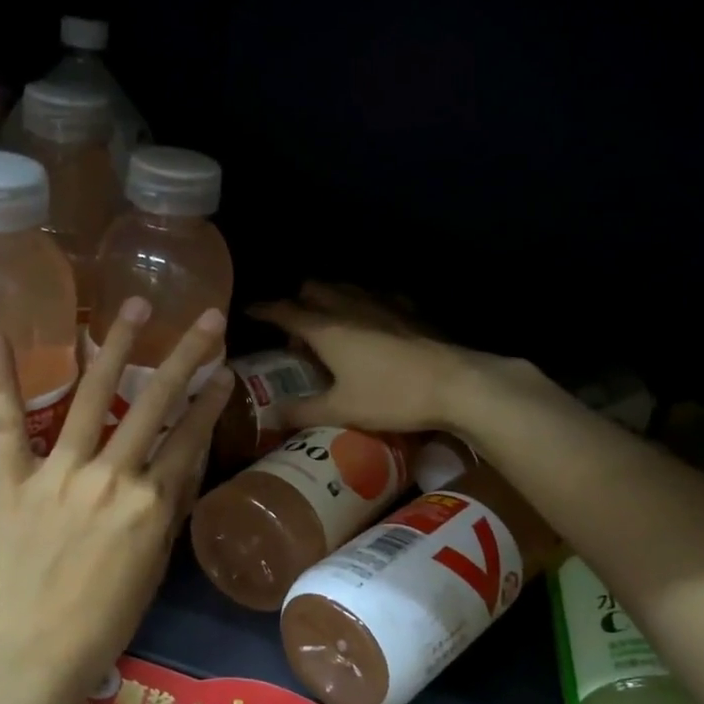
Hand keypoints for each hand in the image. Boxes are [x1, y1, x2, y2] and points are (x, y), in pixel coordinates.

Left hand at [0, 298, 232, 703]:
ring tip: (134, 306)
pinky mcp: (15, 479)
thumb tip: (181, 460)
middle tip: (207, 319)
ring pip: (93, 397)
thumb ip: (168, 506)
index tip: (225, 369)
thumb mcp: (156, 563)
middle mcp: (112, 476)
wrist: (39, 649)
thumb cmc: (109, 616)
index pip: (189, 436)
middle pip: (155, 402)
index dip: (212, 399)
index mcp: (151, 503)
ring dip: (115, 347)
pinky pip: (9, 423)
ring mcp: (60, 472)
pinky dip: (2, 379)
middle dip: (186, 355)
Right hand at [250, 282, 508, 435]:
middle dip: (298, 302)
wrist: (455, 384)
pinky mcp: (409, 309)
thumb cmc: (391, 397)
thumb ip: (302, 411)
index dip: (263, 310)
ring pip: (345, 287)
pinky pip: (377, 295)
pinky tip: (372, 321)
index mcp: (325, 328)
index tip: (248, 311)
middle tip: (295, 331)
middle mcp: (349, 306)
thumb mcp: (340, 410)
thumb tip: (271, 416)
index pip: (283, 310)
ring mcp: (382, 303)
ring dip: (330, 299)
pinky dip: (364, 303)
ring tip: (330, 326)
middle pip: (313, 289)